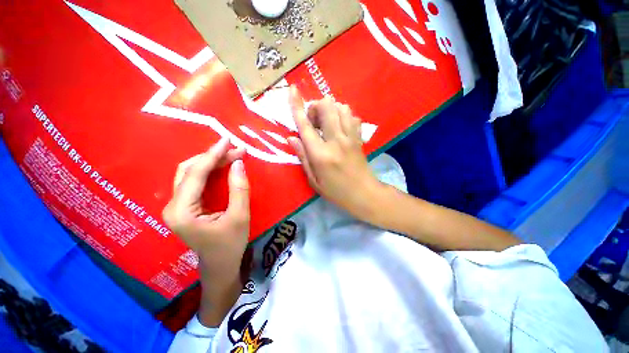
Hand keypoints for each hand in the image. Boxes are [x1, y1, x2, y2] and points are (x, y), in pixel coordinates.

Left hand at [162, 138, 248, 277]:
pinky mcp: (185, 206)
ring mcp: (177, 206)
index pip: (196, 174)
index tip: (228, 141)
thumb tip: (238, 163)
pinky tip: (223, 165)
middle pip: (190, 171)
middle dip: (214, 157)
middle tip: (236, 149)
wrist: (220, 266)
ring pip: (191, 174)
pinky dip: (210, 171)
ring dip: (212, 162)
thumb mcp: (240, 216)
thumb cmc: (230, 245)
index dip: (213, 155)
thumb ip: (238, 189)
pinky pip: (195, 181)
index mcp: (182, 212)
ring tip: (232, 154)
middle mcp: (173, 206)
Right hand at [287, 87, 383, 219]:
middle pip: (326, 107)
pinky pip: (352, 116)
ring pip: (341, 107)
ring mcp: (350, 137)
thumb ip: (302, 156)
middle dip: (315, 107)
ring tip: (325, 123)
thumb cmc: (335, 191)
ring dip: (330, 110)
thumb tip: (292, 137)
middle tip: (313, 121)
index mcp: (320, 154)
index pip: (306, 125)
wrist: (364, 194)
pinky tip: (339, 126)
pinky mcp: (359, 138)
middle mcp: (336, 140)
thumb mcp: (313, 180)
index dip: (297, 105)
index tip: (292, 89)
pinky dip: (343, 115)